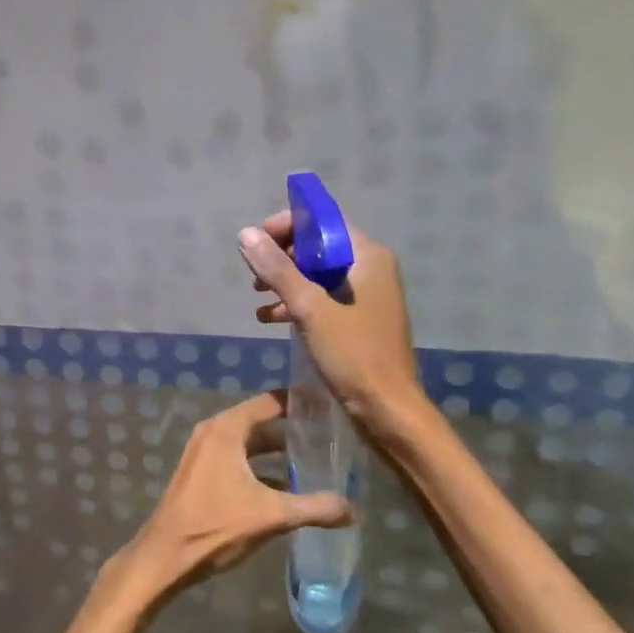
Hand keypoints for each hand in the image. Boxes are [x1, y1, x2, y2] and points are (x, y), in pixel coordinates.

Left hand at [115, 390, 352, 604]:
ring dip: (276, 452)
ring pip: (248, 444)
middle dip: (292, 430)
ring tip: (313, 462)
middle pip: (260, 422)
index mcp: (226, 430)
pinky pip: (236, 460)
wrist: (165, 557)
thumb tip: (355, 510)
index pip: (269, 402)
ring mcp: (203, 453)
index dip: (299, 402)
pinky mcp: (200, 474)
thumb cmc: (215, 526)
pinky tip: (285, 488)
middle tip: (328, 436)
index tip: (328, 407)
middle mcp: (213, 433)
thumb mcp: (272, 515)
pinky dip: (259, 468)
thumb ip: (315, 508)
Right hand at [238, 212, 424, 435]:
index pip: (325, 221)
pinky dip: (297, 304)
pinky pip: (322, 300)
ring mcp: (366, 297)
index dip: (289, 224)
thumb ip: (277, 270)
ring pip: (317, 275)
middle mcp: (370, 270)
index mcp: (368, 257)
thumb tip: (246, 235)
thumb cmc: (353, 354)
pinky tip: (269, 319)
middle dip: (283, 256)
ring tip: (256, 296)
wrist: (387, 410)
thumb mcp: (309, 309)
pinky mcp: (358, 321)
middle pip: (319, 247)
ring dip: (286, 281)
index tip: (258, 241)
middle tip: (254, 274)